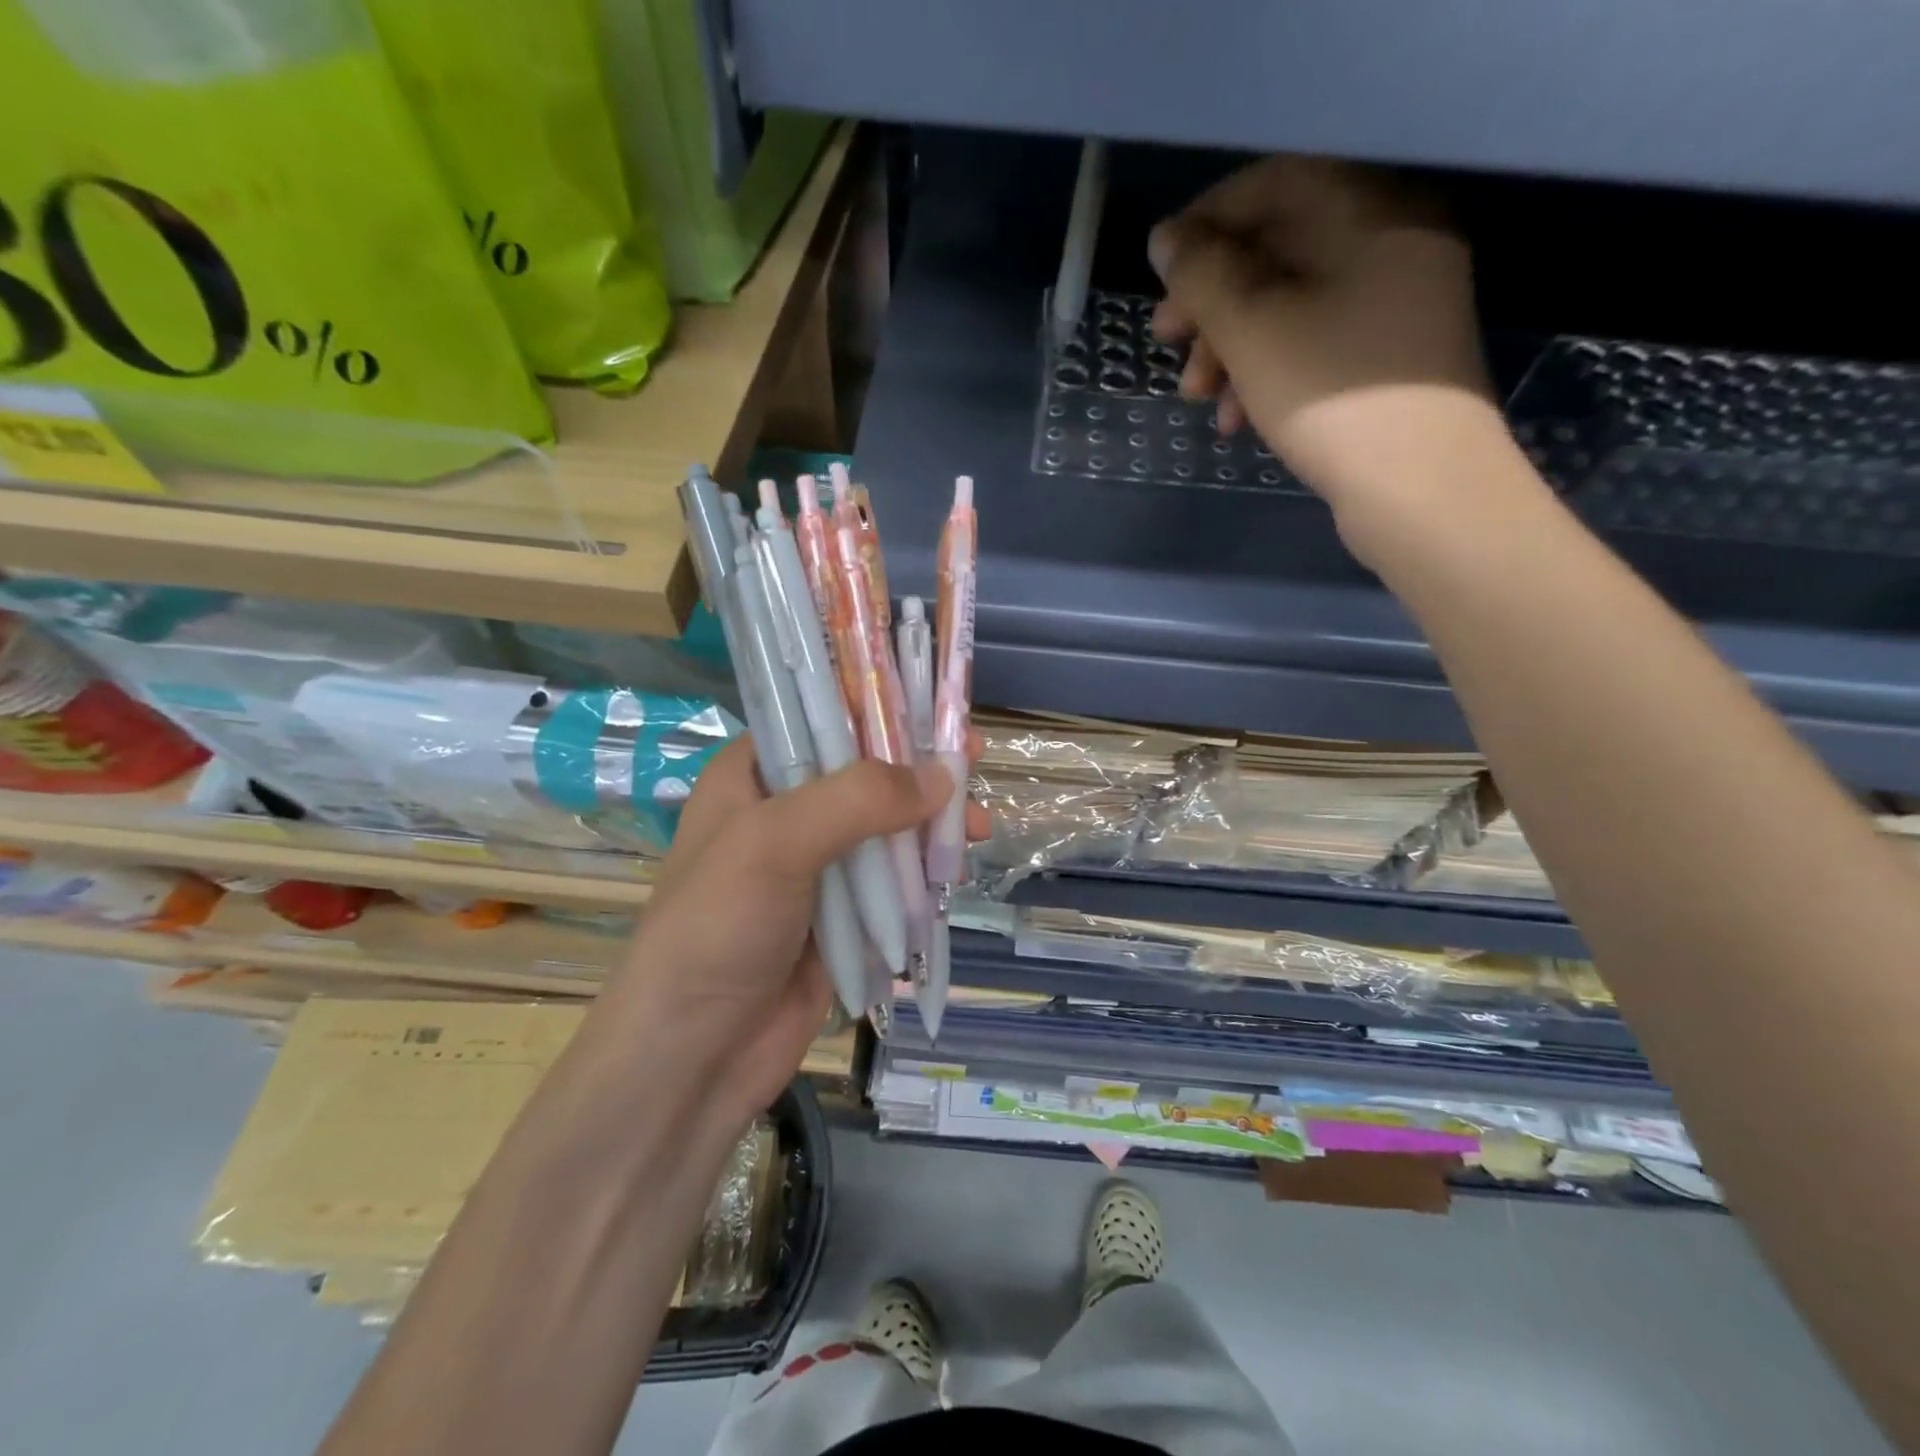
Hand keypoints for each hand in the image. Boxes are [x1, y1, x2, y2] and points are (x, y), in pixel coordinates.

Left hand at [602, 736, 988, 1127]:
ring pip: (886, 829)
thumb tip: (944, 778)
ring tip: (978, 827)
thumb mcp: (776, 843)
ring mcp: (815, 868)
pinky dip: (924, 873)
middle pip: (865, 775)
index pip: (822, 720)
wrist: (694, 1056)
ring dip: (931, 824)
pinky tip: (955, 871)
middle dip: (919, 771)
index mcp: (752, 777)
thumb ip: (858, 800)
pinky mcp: (842, 916)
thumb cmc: (717, 929)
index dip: (880, 710)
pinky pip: (892, 881)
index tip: (938, 711)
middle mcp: (785, 814)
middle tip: (974, 764)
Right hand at [1149, 157, 1498, 551]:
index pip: (1271, 185)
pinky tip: (1236, 419)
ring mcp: (1394, 306)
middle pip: (1275, 250)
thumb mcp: (1251, 328)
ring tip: (1197, 399)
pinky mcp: (1386, 360)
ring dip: (1229, 348)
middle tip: (1166, 345)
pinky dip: (1265, 372)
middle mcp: (1389, 244)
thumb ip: (1202, 274)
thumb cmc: (1333, 395)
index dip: (1204, 224)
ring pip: (1287, 307)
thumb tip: (1167, 238)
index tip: (1159, 275)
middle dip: (1210, 301)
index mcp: (1367, 212)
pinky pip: (1312, 345)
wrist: (1421, 488)